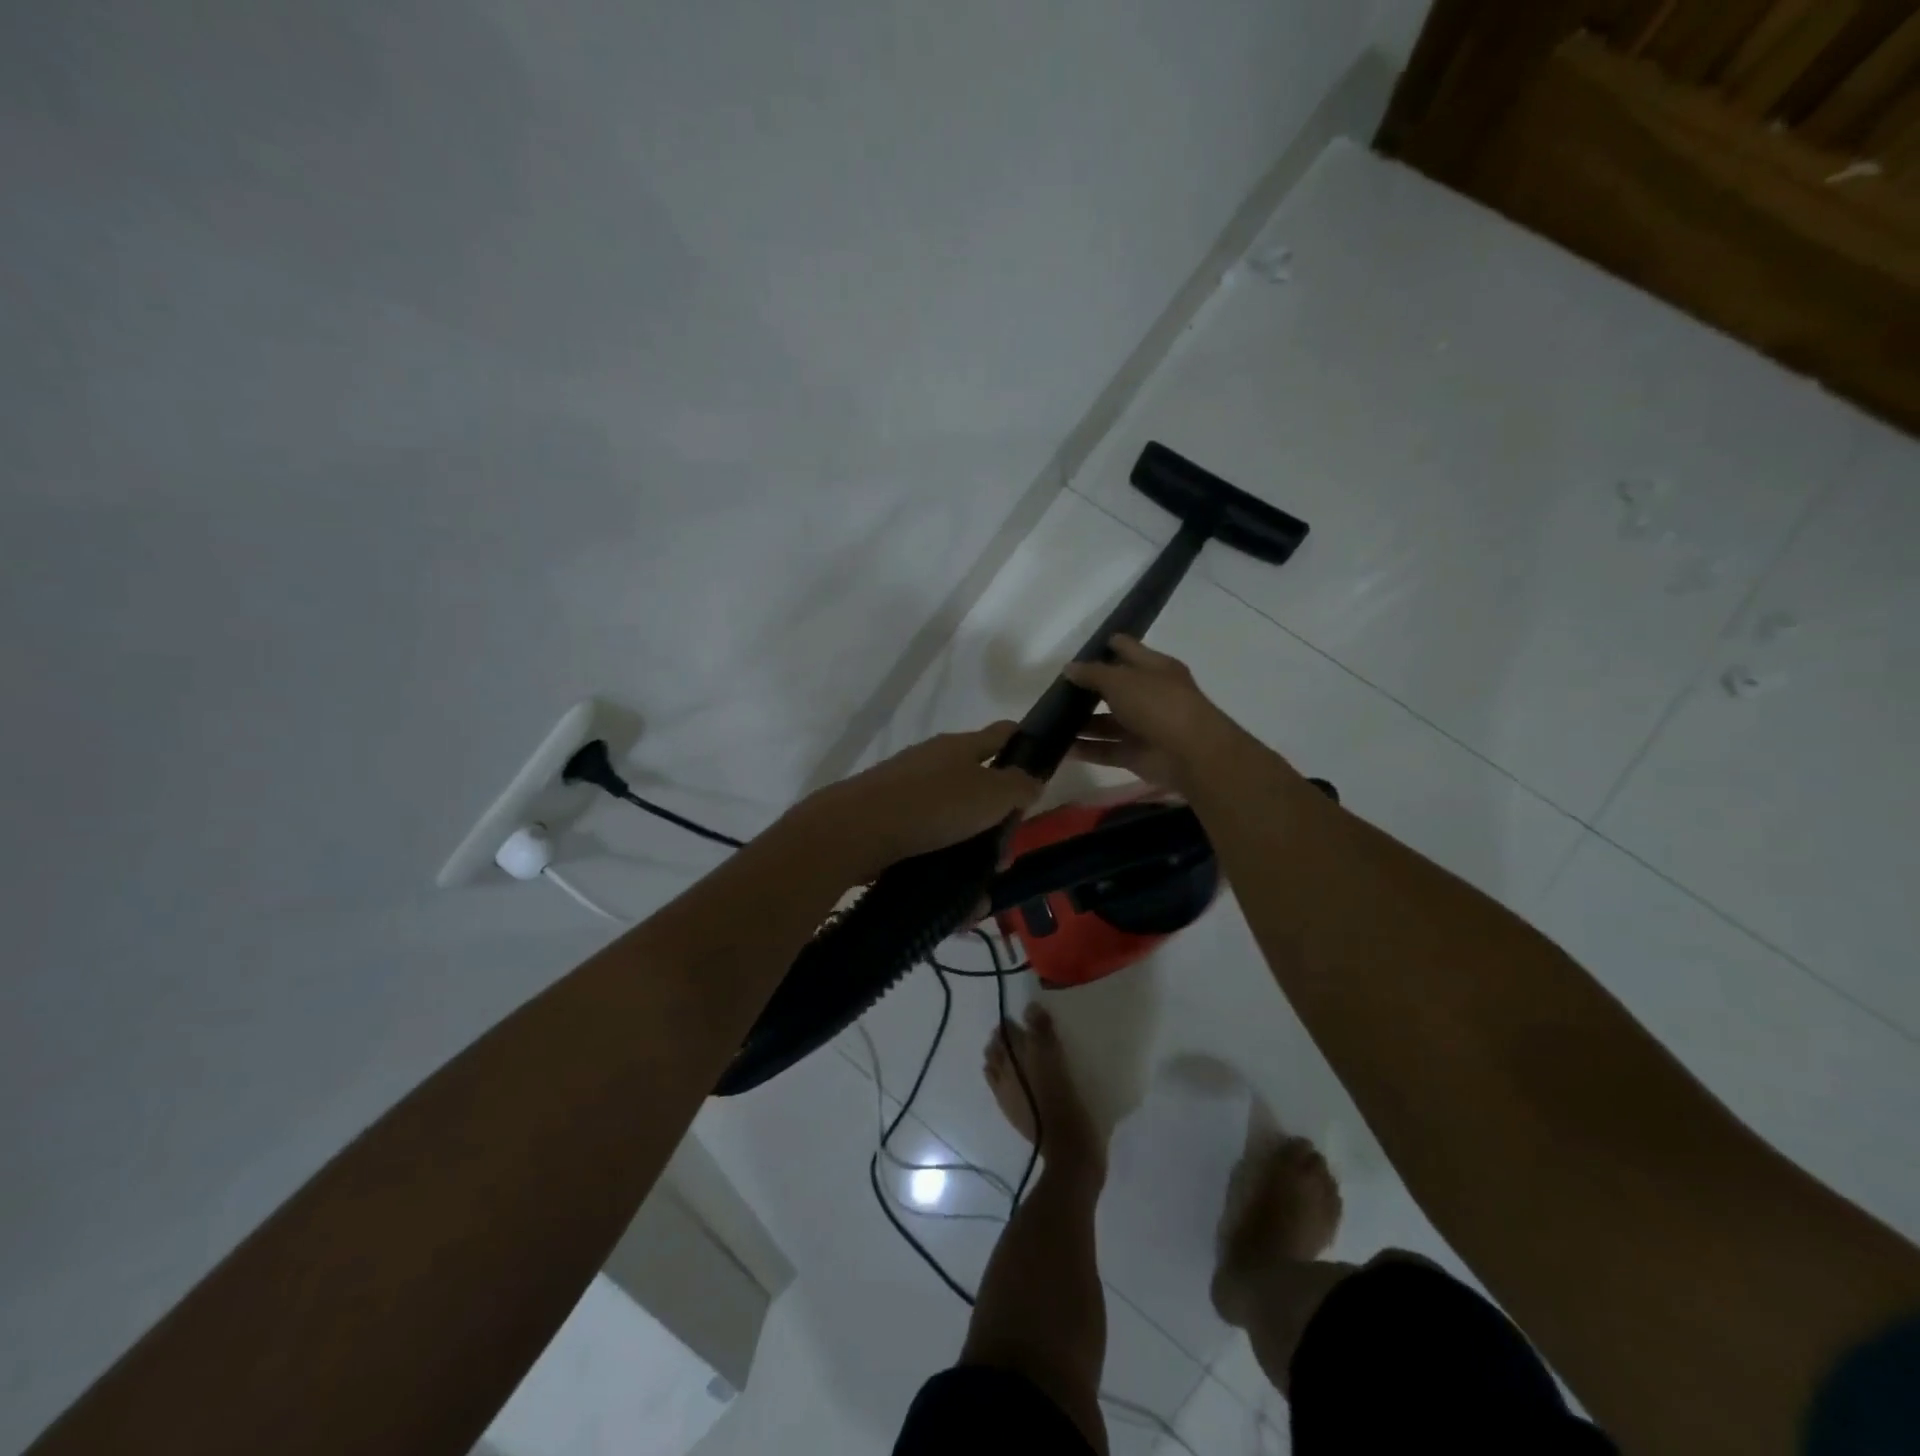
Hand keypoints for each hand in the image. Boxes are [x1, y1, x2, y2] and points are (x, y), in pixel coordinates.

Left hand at [803, 722, 1043, 879]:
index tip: (1041, 774)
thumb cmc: (934, 804)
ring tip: (980, 892)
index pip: (1003, 734)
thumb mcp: (991, 794)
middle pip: (978, 787)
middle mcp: (933, 763)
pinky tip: (953, 902)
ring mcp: (907, 792)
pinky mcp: (889, 823)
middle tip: (1004, 858)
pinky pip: (928, 846)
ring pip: (954, 824)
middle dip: (997, 825)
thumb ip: (1019, 786)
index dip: (1026, 746)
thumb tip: (1030, 781)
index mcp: (960, 747)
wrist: (857, 830)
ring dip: (972, 855)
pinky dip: (944, 870)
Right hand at [1064, 636, 1265, 794]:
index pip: (1127, 649)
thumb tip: (1069, 668)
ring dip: (1081, 723)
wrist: (1190, 754)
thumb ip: (1092, 673)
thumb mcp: (1121, 681)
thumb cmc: (1158, 704)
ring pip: (1107, 722)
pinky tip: (1060, 747)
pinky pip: (1105, 749)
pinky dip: (1085, 749)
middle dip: (1087, 689)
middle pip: (1114, 688)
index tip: (1077, 649)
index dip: (1105, 646)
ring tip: (1050, 720)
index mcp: (1154, 668)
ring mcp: (1143, 726)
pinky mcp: (1135, 754)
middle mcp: (1150, 695)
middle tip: (1055, 689)